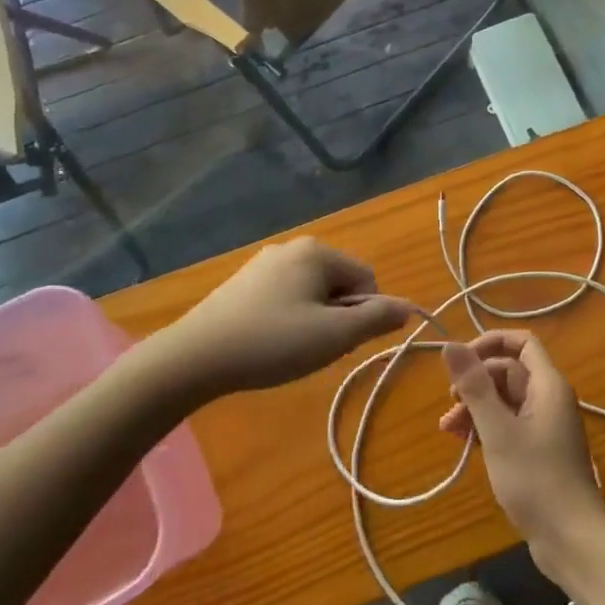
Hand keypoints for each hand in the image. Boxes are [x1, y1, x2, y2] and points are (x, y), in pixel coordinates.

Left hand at [164, 238, 409, 395]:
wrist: (195, 356)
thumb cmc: (273, 342)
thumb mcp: (335, 336)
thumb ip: (377, 319)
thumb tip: (409, 308)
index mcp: (318, 251)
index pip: (367, 279)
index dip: (364, 315)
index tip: (338, 341)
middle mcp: (292, 247)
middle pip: (340, 284)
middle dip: (338, 317)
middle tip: (314, 347)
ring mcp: (264, 263)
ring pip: (312, 293)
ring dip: (314, 321)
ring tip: (289, 348)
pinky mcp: (243, 283)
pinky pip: (285, 297)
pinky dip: (288, 319)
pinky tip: (268, 342)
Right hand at [442, 330, 604, 578]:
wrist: (571, 539)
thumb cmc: (535, 479)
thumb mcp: (498, 431)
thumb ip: (474, 386)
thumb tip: (450, 345)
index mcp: (548, 385)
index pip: (522, 342)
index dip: (489, 343)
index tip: (460, 361)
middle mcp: (549, 398)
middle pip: (509, 372)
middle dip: (476, 382)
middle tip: (450, 405)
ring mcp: (545, 426)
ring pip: (506, 400)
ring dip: (476, 408)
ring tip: (448, 430)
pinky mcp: (539, 450)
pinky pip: (509, 424)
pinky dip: (487, 428)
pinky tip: (465, 444)